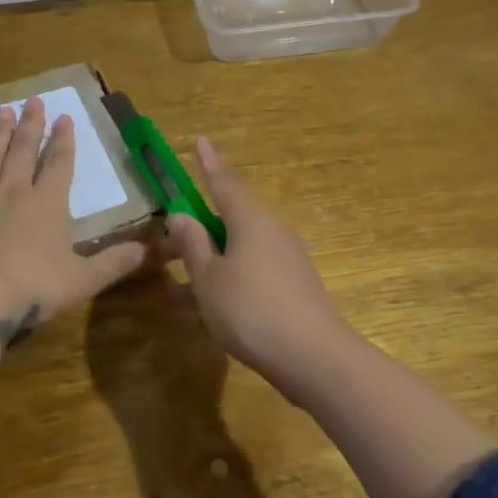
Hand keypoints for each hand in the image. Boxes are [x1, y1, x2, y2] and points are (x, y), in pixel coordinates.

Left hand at [0, 98, 147, 343]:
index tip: (64, 117)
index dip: (64, 141)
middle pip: (24, 153)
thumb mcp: (84, 279)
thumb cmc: (35, 286)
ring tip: (1, 113)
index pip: (60, 164)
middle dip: (30, 126)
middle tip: (32, 100)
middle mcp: (13, 194)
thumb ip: (115, 263)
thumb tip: (149, 251)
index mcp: (47, 204)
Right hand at [165, 137, 354, 396]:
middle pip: (239, 211)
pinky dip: (238, 269)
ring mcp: (291, 257)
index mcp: (250, 221)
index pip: (224, 182)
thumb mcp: (209, 280)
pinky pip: (260, 263)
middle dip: (213, 211)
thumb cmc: (251, 312)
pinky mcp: (299, 283)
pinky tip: (226, 296)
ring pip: (249, 241)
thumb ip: (194, 246)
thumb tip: (181, 215)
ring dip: (224, 246)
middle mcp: (274, 230)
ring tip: (199, 269)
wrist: (315, 358)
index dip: (209, 163)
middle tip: (188, 218)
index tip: (200, 139)